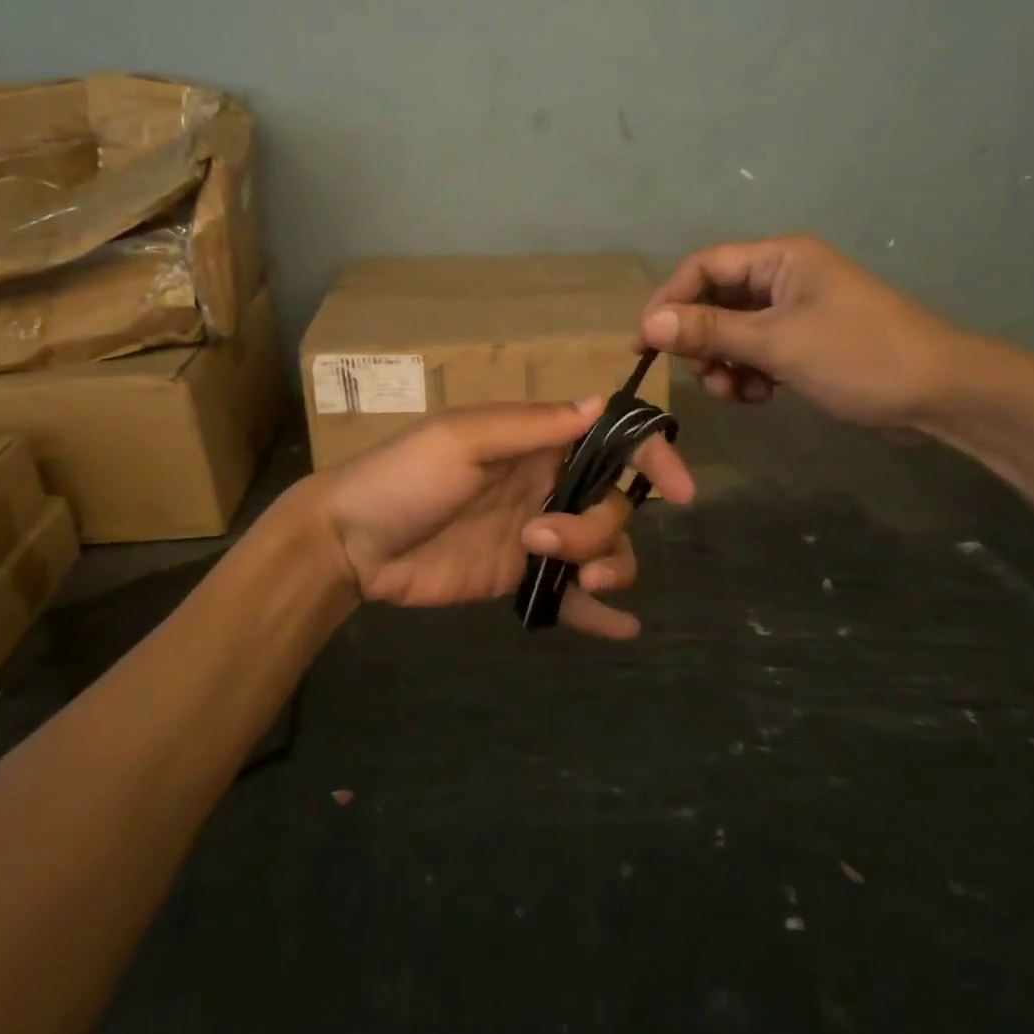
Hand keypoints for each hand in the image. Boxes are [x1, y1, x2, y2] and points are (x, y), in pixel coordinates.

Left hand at [314, 399, 694, 638]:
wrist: (352, 542)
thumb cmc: (404, 476)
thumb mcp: (463, 440)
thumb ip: (533, 427)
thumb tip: (600, 403)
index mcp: (538, 443)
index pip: (612, 441)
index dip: (652, 457)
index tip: (681, 489)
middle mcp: (547, 484)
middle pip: (615, 504)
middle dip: (600, 527)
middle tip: (543, 539)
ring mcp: (537, 534)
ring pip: (604, 548)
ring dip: (608, 565)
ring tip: (576, 582)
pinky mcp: (521, 577)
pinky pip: (570, 596)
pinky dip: (600, 613)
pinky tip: (623, 630)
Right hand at [639, 234, 972, 430]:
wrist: (940, 395)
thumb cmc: (858, 356)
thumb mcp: (777, 343)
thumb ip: (710, 331)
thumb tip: (650, 324)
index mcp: (779, 258)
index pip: (703, 267)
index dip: (668, 301)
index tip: (644, 343)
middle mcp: (782, 277)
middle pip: (714, 301)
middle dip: (701, 341)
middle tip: (703, 376)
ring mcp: (795, 312)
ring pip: (732, 332)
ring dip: (723, 364)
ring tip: (736, 393)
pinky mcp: (804, 344)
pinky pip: (756, 353)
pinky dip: (748, 374)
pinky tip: (761, 397)